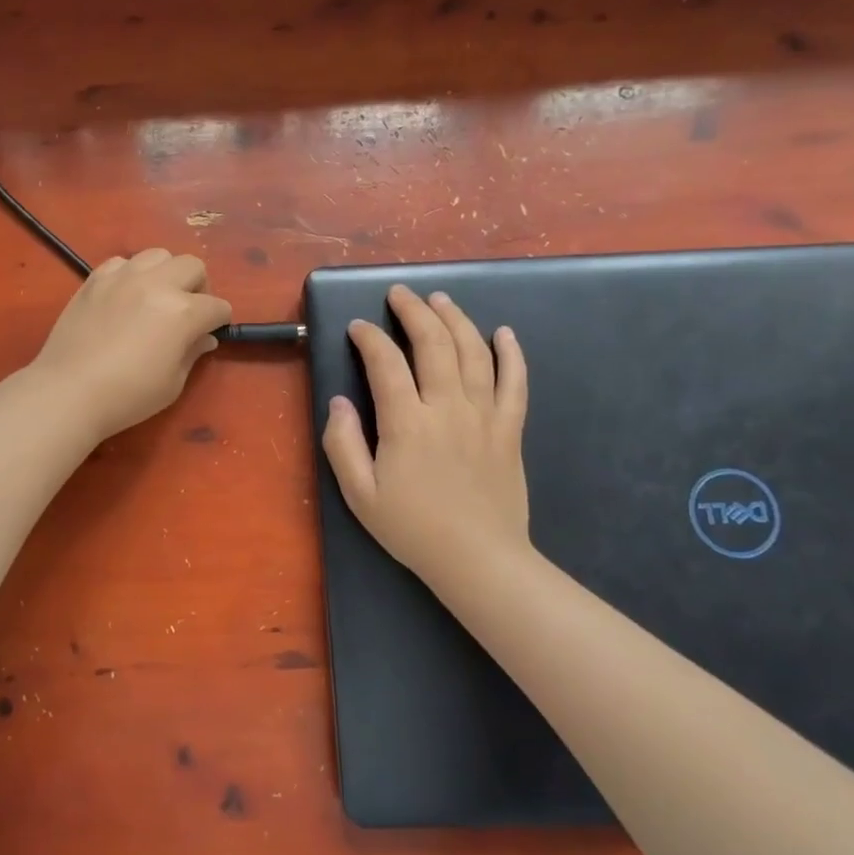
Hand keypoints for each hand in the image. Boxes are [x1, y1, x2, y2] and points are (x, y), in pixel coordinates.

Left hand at [28, 249, 231, 442]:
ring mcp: (123, 277)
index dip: (219, 321)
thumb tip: (204, 337)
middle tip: (187, 312)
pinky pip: (122, 262)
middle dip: (198, 287)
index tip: (211, 332)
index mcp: (182, 312)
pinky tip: (124, 297)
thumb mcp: (172, 383)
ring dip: (165, 273)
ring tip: (155, 298)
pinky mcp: (95, 279)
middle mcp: (156, 284)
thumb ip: (192, 353)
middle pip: (193, 266)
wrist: (68, 391)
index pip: (217, 306)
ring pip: (158, 255)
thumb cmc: (128, 396)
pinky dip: (131, 274)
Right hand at [321, 285, 530, 598]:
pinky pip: (515, 382)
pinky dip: (511, 353)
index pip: (385, 363)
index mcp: (406, 422)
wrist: (479, 560)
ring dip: (456, 319)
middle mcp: (447, 407)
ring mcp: (484, 415)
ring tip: (441, 299)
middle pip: (433, 343)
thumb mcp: (359, 494)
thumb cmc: (412, 528)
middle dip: (414, 311)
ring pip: (473, 352)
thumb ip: (343, 443)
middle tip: (400, 294)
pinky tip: (504, 332)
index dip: (369, 338)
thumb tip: (338, 402)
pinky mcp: (509, 429)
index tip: (358, 327)